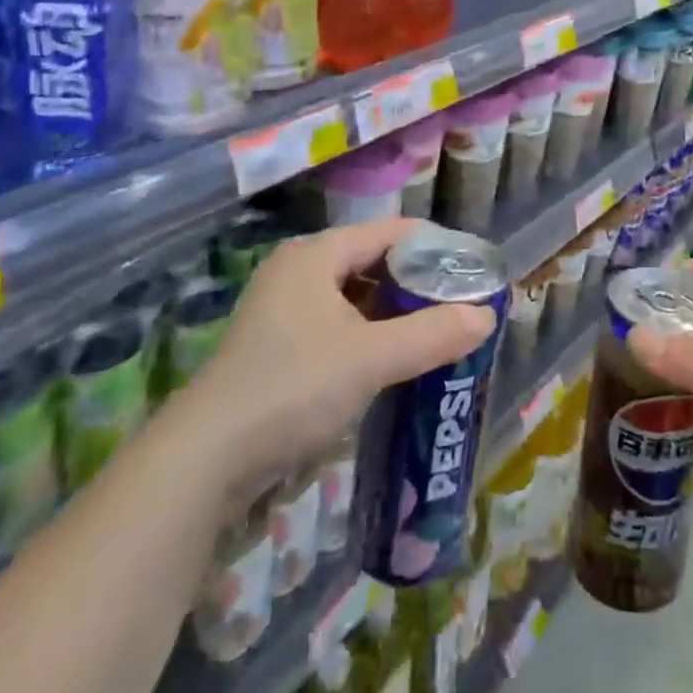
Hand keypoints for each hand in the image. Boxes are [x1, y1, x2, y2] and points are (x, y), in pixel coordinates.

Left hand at [184, 217, 496, 490]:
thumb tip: (487, 316)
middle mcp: (297, 272)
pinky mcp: (274, 349)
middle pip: (370, 263)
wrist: (205, 462)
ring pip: (352, 299)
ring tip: (434, 332)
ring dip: (392, 314)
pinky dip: (367, 337)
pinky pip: (335, 327)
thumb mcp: (371, 358)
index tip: (471, 268)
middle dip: (415, 284)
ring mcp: (281, 311)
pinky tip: (390, 362)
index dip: (432, 246)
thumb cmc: (293, 388)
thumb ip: (432, 334)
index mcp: (315, 254)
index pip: (389, 231)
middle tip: (459, 304)